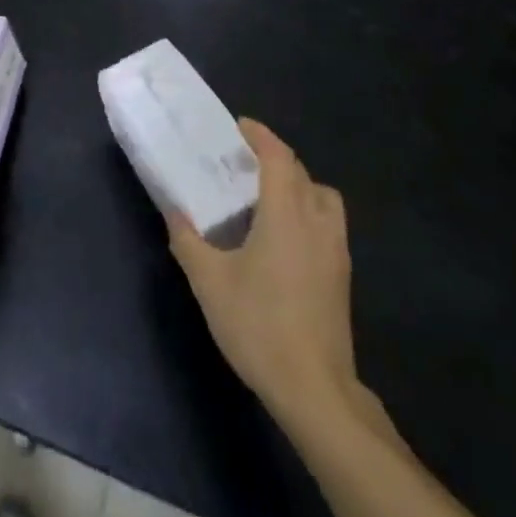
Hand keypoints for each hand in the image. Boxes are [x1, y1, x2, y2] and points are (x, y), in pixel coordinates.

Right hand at [168, 119, 376, 433]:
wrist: (315, 389)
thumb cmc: (259, 326)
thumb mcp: (210, 282)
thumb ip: (188, 241)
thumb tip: (173, 212)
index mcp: (287, 214)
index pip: (279, 157)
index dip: (260, 135)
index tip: (239, 127)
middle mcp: (317, 222)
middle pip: (301, 172)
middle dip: (275, 158)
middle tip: (243, 162)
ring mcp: (336, 250)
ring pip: (323, 197)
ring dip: (298, 184)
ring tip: (267, 197)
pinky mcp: (342, 275)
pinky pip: (327, 223)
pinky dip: (308, 212)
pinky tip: (283, 238)